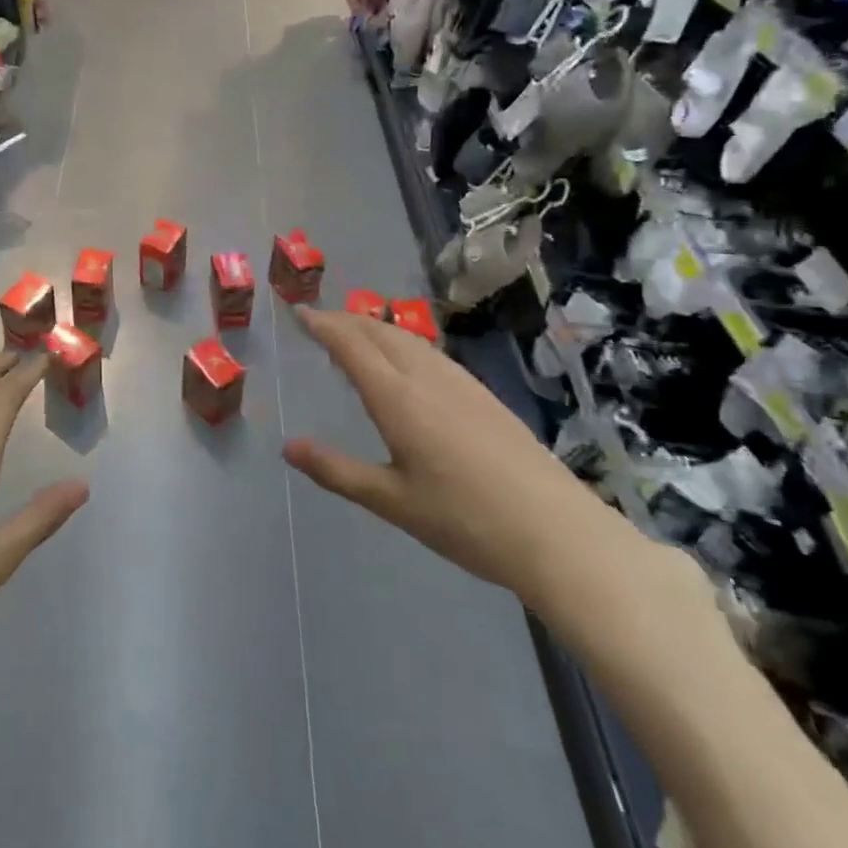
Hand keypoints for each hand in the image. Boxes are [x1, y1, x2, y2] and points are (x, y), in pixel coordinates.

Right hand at [283, 308, 625, 605]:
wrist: (559, 534)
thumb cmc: (465, 521)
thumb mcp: (391, 501)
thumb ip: (336, 471)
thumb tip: (288, 447)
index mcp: (398, 398)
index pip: (351, 345)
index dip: (322, 324)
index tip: (298, 313)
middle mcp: (427, 378)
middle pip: (379, 332)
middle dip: (345, 320)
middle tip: (318, 321)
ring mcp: (461, 384)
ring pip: (408, 339)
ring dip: (374, 328)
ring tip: (354, 334)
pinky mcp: (484, 396)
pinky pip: (430, 352)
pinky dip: (401, 343)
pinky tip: (405, 363)